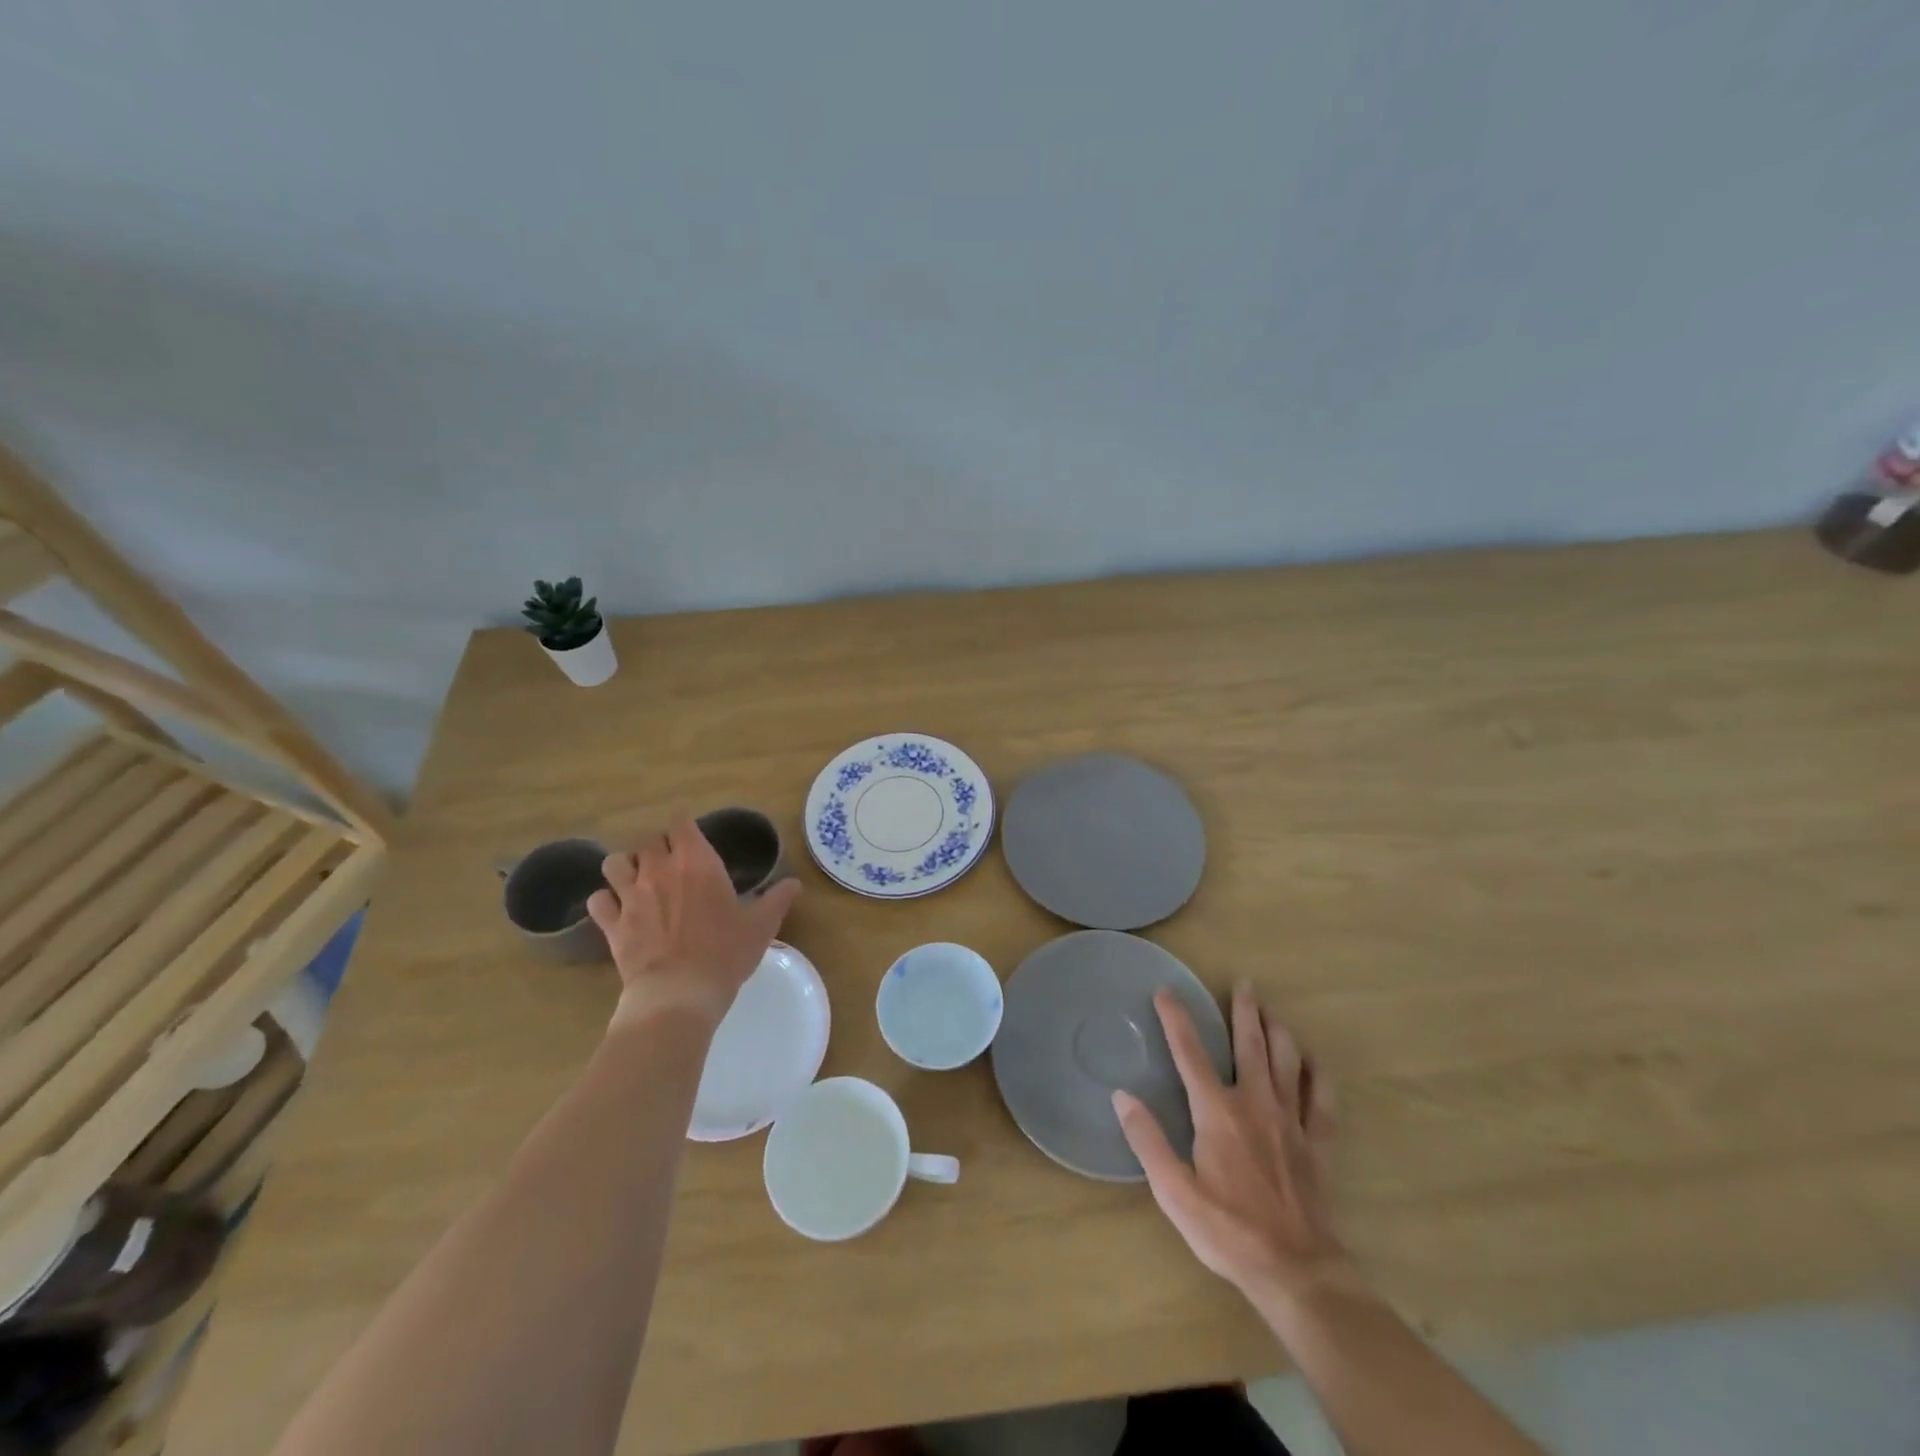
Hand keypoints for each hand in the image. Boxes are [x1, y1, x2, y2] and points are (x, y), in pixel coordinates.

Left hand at [587, 810, 800, 1028]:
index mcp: (697, 862)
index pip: (681, 824)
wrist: (679, 993)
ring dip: (626, 867)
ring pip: (615, 863)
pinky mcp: (611, 923)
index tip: (694, 840)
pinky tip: (617, 910)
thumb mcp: (761, 926)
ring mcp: (630, 895)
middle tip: (673, 866)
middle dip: (659, 848)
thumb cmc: (725, 953)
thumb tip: (794, 883)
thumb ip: (777, 899)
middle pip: (649, 841)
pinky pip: (598, 900)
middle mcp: (659, 869)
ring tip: (639, 882)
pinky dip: (606, 901)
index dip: (686, 828)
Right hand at [1114, 983, 1345, 1305]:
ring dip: (1279, 1031)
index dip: (1176, 1018)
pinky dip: (1318, 1075)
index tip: (1166, 990)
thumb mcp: (1174, 1191)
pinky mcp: (1318, 1144)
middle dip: (1245, 1009)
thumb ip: (1148, 1140)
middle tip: (1244, 982)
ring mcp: (1292, 1121)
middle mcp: (1256, 1104)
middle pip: (1250, 1044)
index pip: (1190, 1052)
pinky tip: (1313, 1063)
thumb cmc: (1228, 1231)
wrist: (1296, 1272)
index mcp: (1217, 1112)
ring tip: (1272, 1011)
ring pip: (1288, 1061)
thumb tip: (1122, 1096)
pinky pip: (1323, 1099)